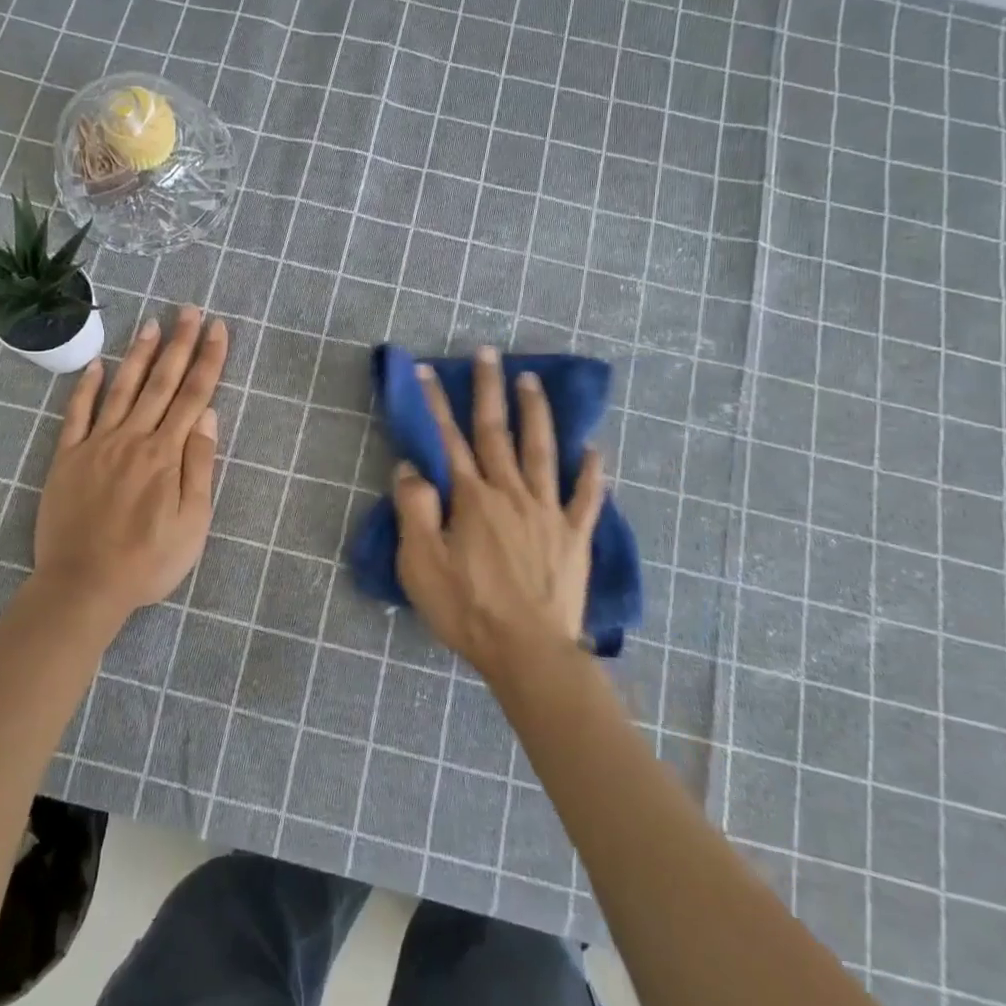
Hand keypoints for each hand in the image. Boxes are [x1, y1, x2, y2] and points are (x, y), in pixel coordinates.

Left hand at [33, 306, 227, 621]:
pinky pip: (77, 415)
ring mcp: (97, 444)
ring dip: (138, 355)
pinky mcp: (67, 458)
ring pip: (121, 389)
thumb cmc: (148, 561)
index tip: (217, 328)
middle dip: (178, 344)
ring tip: (151, 324)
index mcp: (166, 454)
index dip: (208, 360)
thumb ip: (199, 466)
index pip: (193, 396)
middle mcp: (133, 438)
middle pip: (160, 382)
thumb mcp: (192, 522)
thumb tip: (209, 416)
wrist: (83, 584)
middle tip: (188, 310)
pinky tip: (97, 366)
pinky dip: (86, 388)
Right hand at [393, 346, 605, 683]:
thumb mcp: (422, 564)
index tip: (430, 372)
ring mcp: (547, 512)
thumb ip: (415, 511)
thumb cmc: (468, 609)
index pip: (450, 441)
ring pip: (542, 451)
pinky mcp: (574, 536)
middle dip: (489, 390)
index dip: (437, 405)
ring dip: (536, 413)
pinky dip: (591, 471)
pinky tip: (595, 449)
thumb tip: (410, 468)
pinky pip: (585, 497)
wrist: (529, 652)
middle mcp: (511, 493)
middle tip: (488, 353)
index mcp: (472, 499)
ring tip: (532, 381)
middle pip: (497, 433)